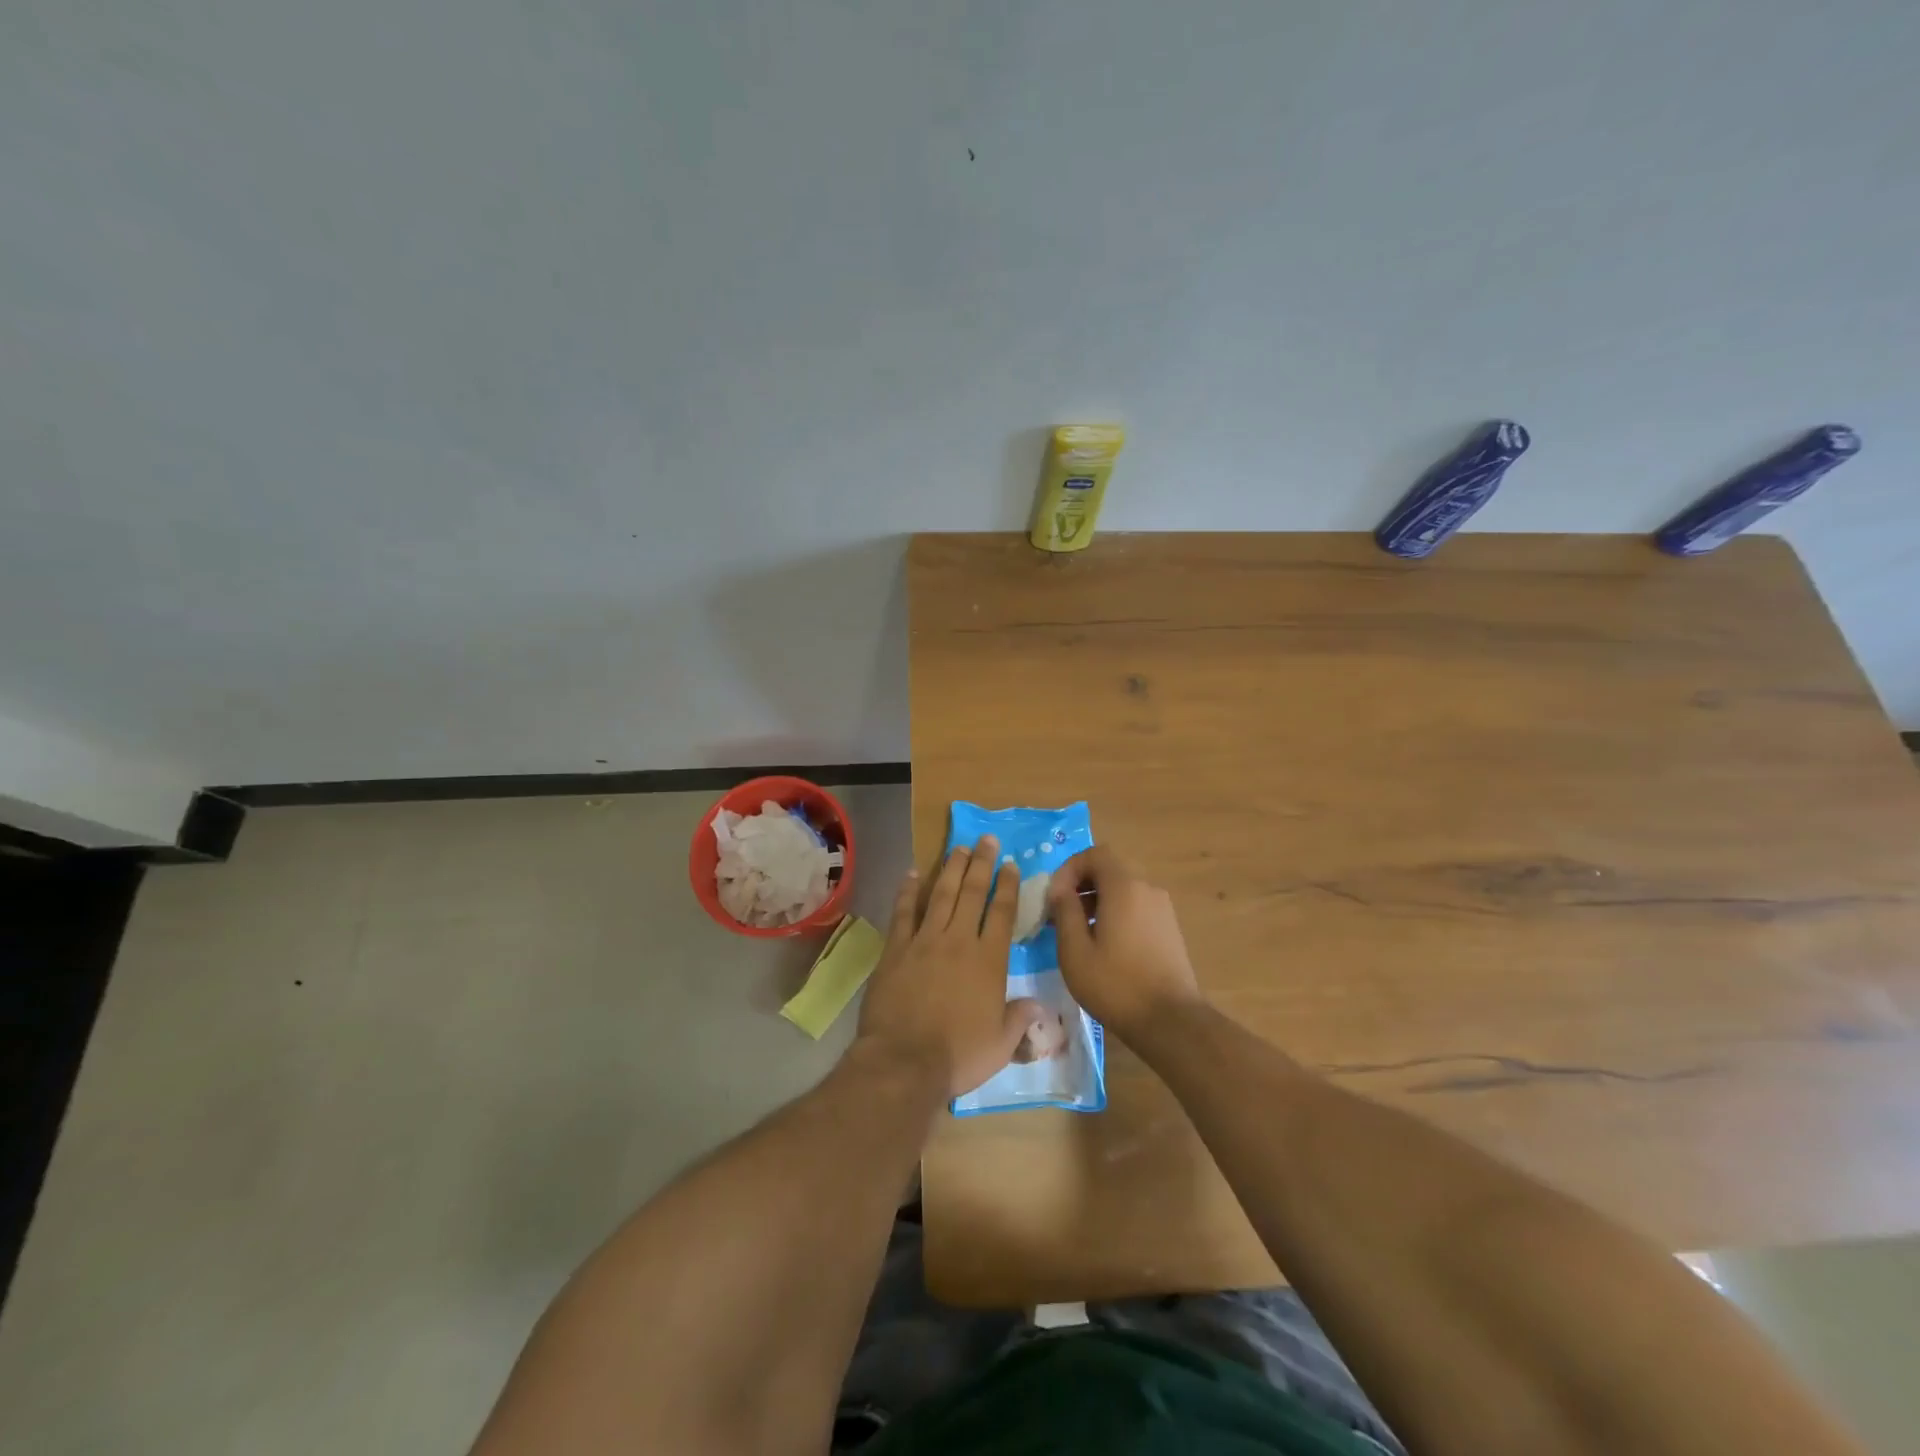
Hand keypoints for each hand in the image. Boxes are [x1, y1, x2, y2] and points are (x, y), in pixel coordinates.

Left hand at [856, 836, 1043, 1097]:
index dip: (1007, 886)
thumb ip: (1019, 1018)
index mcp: (988, 960)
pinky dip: (909, 891)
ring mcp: (924, 941)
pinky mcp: (896, 949)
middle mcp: (959, 941)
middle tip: (986, 839)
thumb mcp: (1001, 1043)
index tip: (1010, 864)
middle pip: (972, 893)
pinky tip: (913, 873)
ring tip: (959, 847)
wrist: (904, 1061)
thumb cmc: (959, 1055)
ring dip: (951, 869)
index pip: (1001, 913)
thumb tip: (1038, 1005)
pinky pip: (904, 912)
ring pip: (941, 895)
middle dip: (981, 864)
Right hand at [1050, 845, 1203, 1039]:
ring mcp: (1162, 908)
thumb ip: (1064, 911)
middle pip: (1110, 869)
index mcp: (1125, 887)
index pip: (1095, 854)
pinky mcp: (1168, 928)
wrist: (1170, 1021)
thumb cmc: (1116, 984)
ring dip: (1097, 900)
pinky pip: (1136, 906)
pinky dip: (1115, 912)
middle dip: (1081, 884)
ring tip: (1076, 931)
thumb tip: (1059, 889)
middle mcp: (1147, 888)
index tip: (1053, 895)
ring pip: (1123, 889)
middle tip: (1060, 912)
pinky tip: (1102, 944)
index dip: (1069, 868)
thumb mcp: (1075, 950)